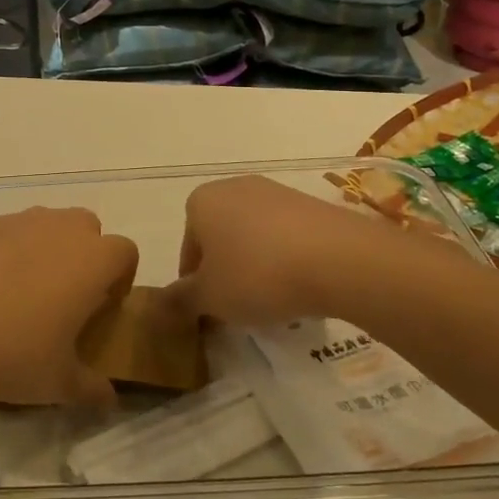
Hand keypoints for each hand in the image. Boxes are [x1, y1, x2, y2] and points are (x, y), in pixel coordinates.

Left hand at [0, 207, 137, 406]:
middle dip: (83, 254)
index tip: (103, 307)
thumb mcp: (59, 383)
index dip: (120, 277)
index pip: (125, 252)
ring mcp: (15, 221)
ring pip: (42, 224)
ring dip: (42, 248)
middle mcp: (59, 229)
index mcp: (92, 260)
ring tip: (18, 292)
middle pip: (86, 226)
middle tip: (64, 296)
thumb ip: (91, 388)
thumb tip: (109, 400)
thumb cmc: (14, 353)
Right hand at [161, 175, 379, 326]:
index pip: (188, 249)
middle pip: (220, 238)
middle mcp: (234, 187)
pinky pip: (286, 236)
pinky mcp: (311, 204)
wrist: (338, 258)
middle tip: (238, 306)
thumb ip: (180, 301)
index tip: (210, 310)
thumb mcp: (210, 298)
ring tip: (272, 300)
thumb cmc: (257, 274)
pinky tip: (299, 285)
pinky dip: (286, 259)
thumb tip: (160, 306)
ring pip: (254, 236)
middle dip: (226, 271)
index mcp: (201, 201)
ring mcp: (276, 192)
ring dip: (256, 265)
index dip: (195, 284)